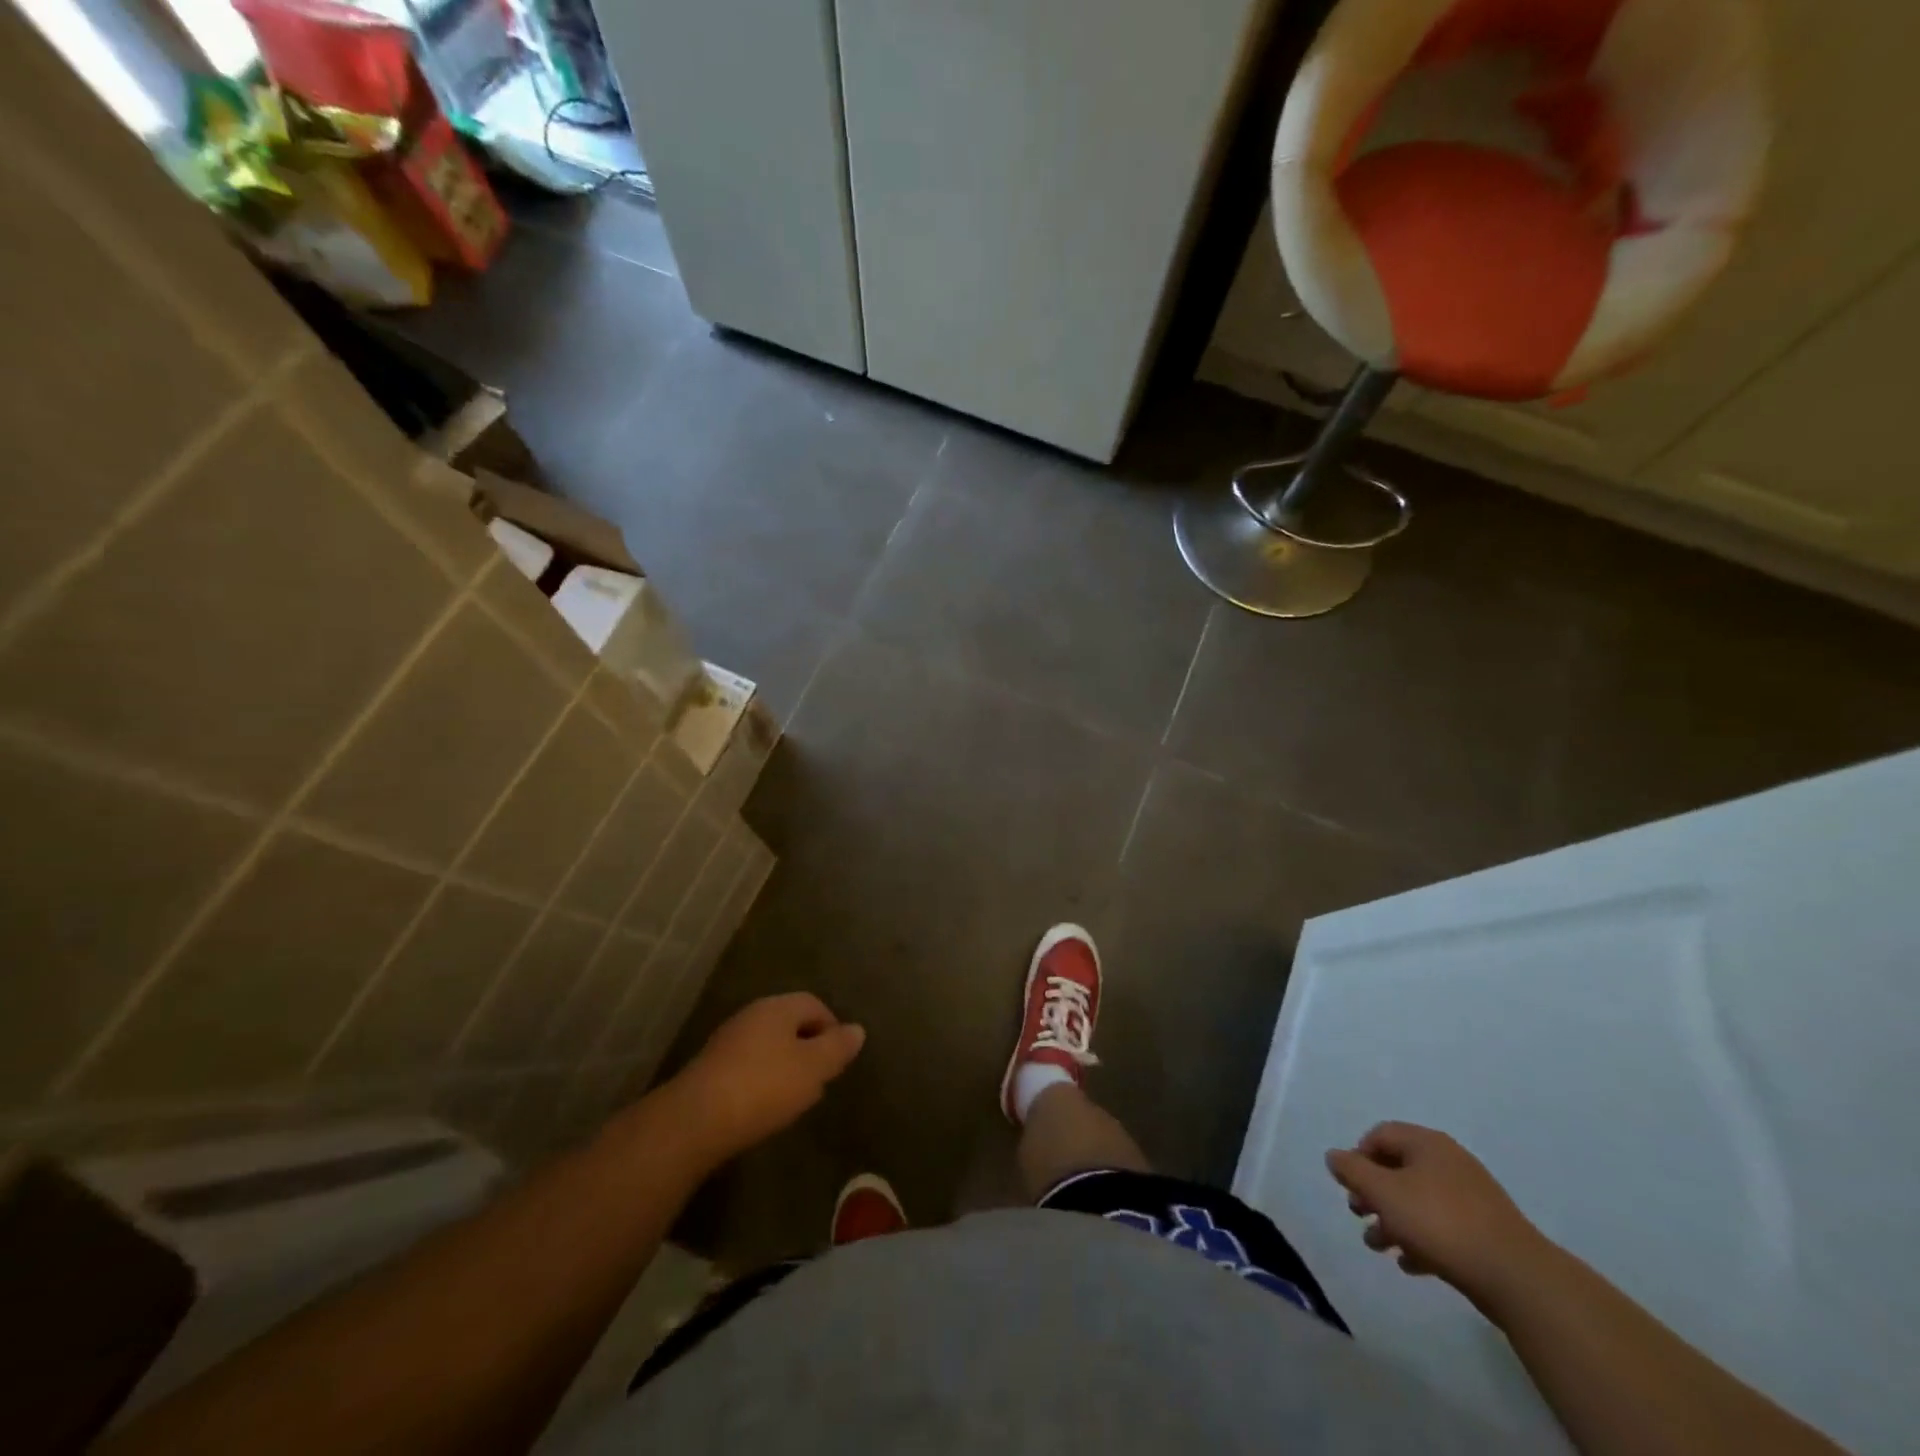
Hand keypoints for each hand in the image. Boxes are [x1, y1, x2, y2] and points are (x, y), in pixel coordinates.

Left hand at [673, 993, 865, 1158]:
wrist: (694, 1122)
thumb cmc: (764, 1087)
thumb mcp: (813, 1068)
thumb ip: (837, 1047)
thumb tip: (857, 1029)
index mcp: (778, 1007)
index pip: (814, 1004)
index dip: (832, 1028)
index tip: (839, 1059)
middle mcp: (752, 1015)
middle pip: (790, 1023)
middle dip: (808, 1048)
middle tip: (820, 1080)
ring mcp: (727, 1041)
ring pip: (768, 1046)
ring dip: (785, 1066)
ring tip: (795, 1098)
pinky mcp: (710, 1068)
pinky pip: (748, 1066)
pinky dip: (762, 1080)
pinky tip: (763, 1107)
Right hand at [1326, 1122, 1551, 1309]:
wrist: (1517, 1278)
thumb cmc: (1440, 1222)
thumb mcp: (1384, 1192)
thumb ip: (1352, 1171)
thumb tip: (1334, 1156)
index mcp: (1427, 1144)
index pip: (1380, 1135)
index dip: (1358, 1156)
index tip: (1350, 1185)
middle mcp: (1449, 1162)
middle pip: (1398, 1168)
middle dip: (1373, 1192)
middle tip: (1359, 1213)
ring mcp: (1471, 1198)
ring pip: (1418, 1201)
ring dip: (1393, 1220)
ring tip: (1378, 1246)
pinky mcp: (1485, 1232)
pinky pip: (1442, 1227)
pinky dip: (1421, 1239)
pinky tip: (1410, 1264)